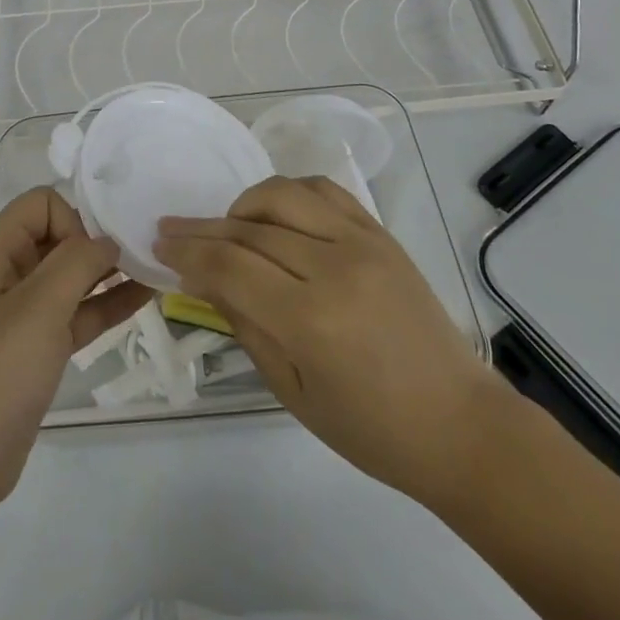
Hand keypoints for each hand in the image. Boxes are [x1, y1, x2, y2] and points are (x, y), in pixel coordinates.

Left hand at [0, 187, 150, 512]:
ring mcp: (22, 311)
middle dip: (97, 242)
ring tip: (154, 269)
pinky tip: (144, 298)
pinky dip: (106, 303)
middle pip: (58, 235)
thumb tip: (107, 239)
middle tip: (141, 255)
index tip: (95, 256)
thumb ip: (77, 262)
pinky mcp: (37, 346)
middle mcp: (6, 273)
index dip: (73, 220)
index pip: (41, 204)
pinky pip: (76, 311)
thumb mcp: (39, 308)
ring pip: (71, 275)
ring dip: (108, 272)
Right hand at [153, 175, 494, 503]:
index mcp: (311, 319)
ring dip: (244, 205)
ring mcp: (363, 242)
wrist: (460, 424)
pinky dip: (290, 192)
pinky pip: (325, 191)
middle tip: (172, 229)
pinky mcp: (381, 233)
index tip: (159, 245)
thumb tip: (204, 280)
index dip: (187, 252)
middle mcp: (335, 266)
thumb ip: (245, 326)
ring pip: (284, 194)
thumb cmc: (371, 429)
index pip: (229, 266)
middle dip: (202, 229)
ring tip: (229, 226)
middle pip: (249, 229)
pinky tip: (276, 212)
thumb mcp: (292, 391)